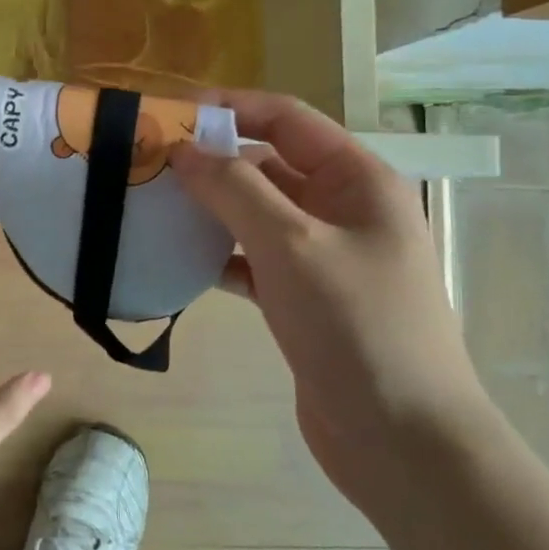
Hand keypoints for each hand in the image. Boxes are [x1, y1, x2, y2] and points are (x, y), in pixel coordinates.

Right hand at [170, 92, 491, 509]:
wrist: (402, 441)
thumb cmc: (356, 326)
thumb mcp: (292, 245)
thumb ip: (235, 189)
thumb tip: (182, 149)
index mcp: (356, 179)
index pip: (285, 119)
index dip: (229, 108)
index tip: (168, 115)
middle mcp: (342, 209)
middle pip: (267, 165)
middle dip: (210, 161)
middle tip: (146, 166)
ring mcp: (322, 256)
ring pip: (255, 214)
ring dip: (209, 210)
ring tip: (151, 208)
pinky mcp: (302, 299)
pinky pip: (252, 260)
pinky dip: (218, 257)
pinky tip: (179, 263)